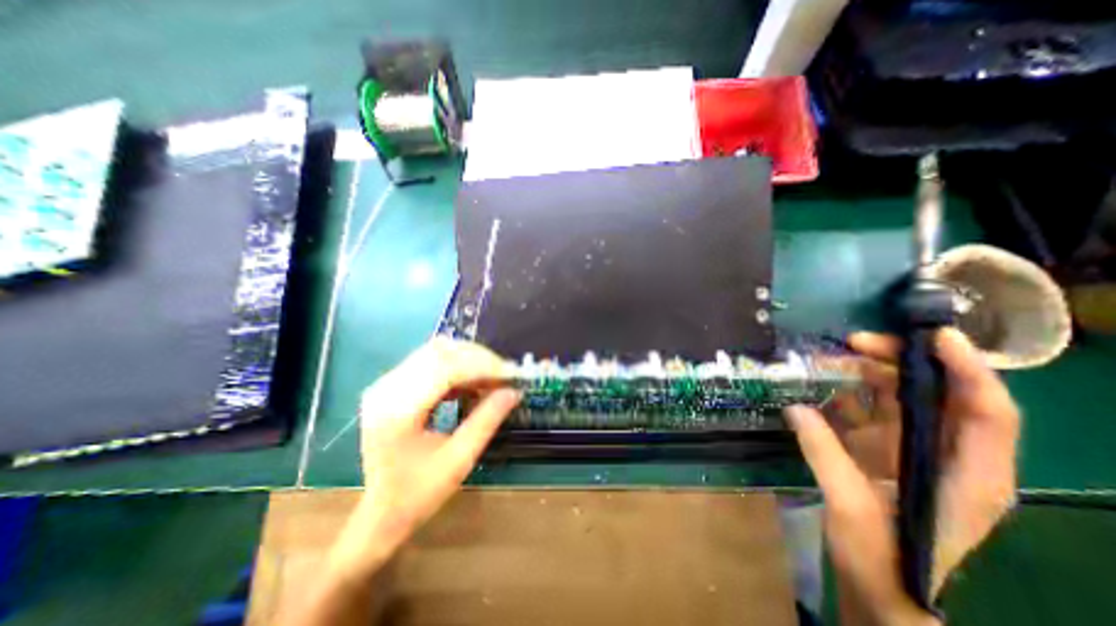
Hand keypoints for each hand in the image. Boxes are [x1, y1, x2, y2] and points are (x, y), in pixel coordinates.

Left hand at [328, 339, 520, 578]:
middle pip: (440, 352)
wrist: (380, 512)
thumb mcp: (459, 459)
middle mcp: (387, 388)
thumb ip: (487, 420)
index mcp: (398, 411)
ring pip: (436, 351)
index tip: (512, 373)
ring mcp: (386, 384)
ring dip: (469, 359)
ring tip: (492, 377)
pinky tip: (472, 382)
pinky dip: (457, 366)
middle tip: (505, 373)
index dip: (483, 366)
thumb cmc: (418, 493)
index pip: (445, 369)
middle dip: (479, 358)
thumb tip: (514, 391)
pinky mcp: (393, 384)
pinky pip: (431, 361)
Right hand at [782, 330, 1017, 623]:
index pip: (986, 413)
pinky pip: (873, 414)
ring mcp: (916, 454)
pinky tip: (821, 386)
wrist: (886, 595)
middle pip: (938, 395)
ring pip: (903, 399)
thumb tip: (795, 408)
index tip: (933, 336)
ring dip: (870, 374)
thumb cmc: (884, 562)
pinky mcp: (887, 454)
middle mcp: (949, 457)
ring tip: (829, 358)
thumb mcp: (851, 509)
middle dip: (901, 362)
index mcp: (966, 476)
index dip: (968, 370)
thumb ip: (824, 455)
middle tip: (854, 343)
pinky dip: (849, 395)